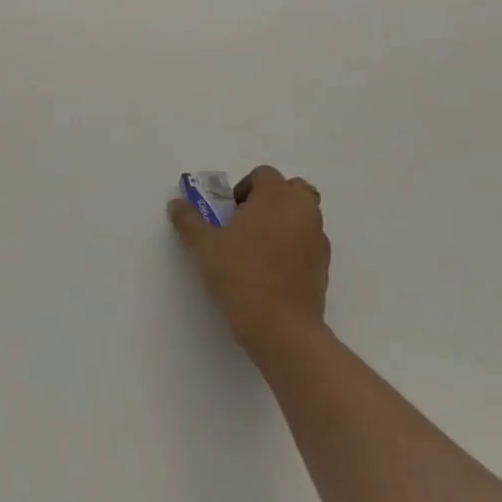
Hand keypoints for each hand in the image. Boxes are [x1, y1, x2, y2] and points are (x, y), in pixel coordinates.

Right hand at [167, 165, 330, 360]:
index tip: (228, 212)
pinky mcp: (324, 265)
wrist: (281, 327)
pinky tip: (272, 269)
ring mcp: (318, 238)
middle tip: (245, 222)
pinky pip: (308, 241)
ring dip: (283, 221)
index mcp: (276, 197)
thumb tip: (176, 204)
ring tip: (257, 247)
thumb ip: (189, 220)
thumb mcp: (203, 246)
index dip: (243, 188)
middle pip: (291, 189)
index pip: (263, 174)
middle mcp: (303, 210)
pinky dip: (294, 244)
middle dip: (270, 199)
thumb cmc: (240, 275)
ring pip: (303, 215)